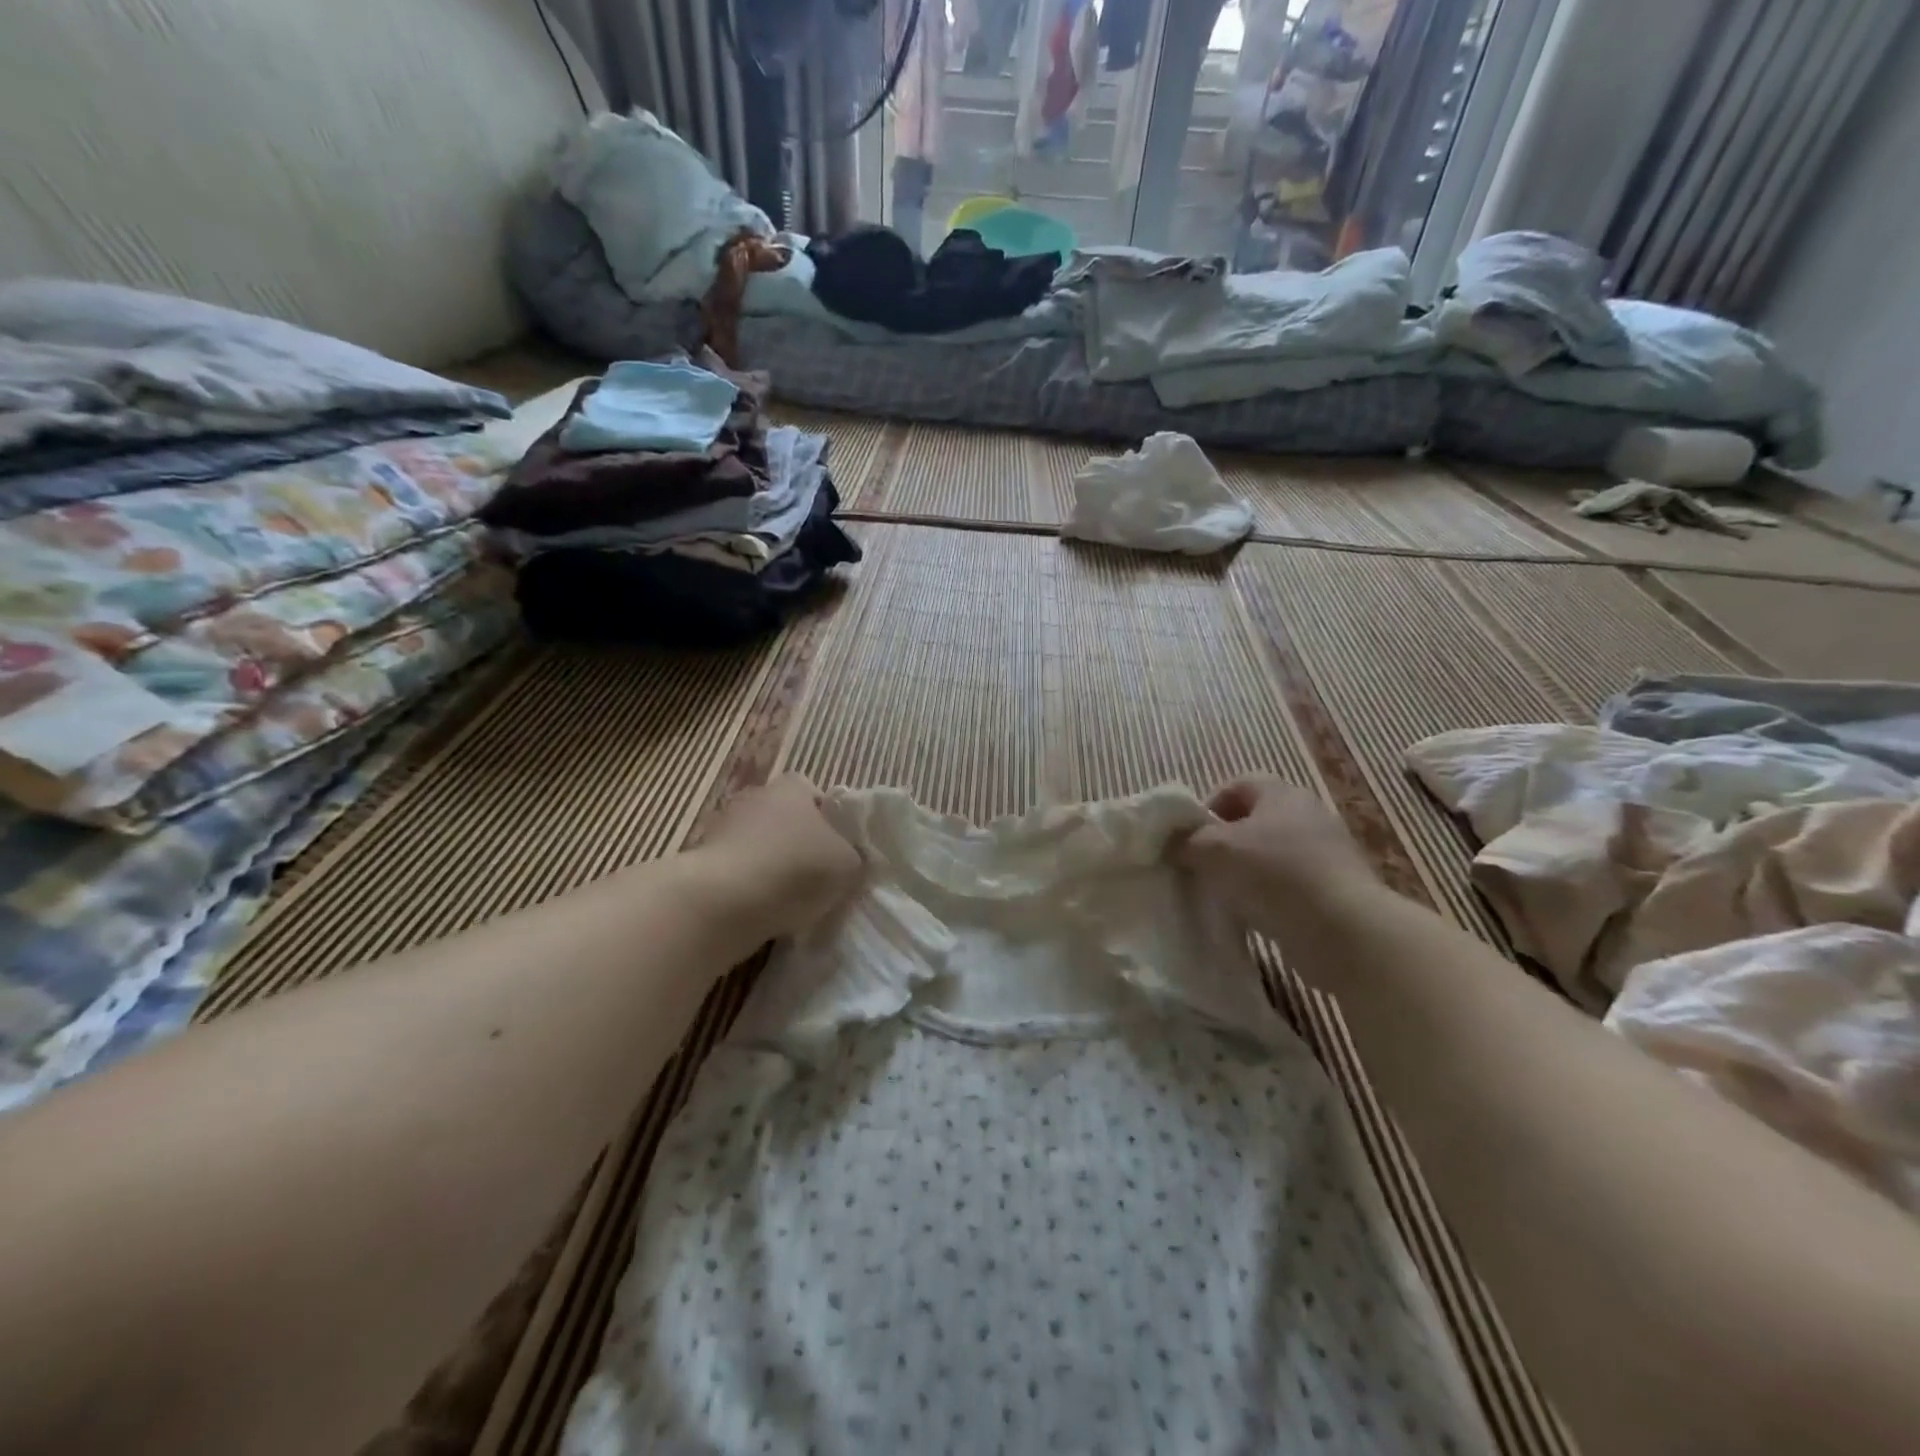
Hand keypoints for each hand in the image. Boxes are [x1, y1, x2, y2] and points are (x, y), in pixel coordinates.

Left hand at [692, 773, 862, 936]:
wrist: (723, 903)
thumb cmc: (794, 870)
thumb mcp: (848, 865)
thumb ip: (853, 857)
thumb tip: (849, 860)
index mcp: (792, 787)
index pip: (815, 795)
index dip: (830, 822)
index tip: (837, 852)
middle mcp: (755, 797)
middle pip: (785, 819)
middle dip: (798, 845)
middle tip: (817, 878)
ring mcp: (723, 827)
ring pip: (759, 845)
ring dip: (771, 867)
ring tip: (789, 902)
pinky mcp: (702, 860)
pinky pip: (737, 871)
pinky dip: (749, 887)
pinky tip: (761, 911)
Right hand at [1179, 777, 1378, 939]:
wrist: (1345, 932)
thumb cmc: (1274, 875)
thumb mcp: (1214, 850)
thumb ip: (1187, 842)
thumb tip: (1175, 844)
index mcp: (1282, 794)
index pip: (1237, 785)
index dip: (1207, 807)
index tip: (1190, 838)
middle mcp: (1308, 815)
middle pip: (1254, 821)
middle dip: (1225, 843)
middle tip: (1203, 868)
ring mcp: (1328, 854)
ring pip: (1271, 855)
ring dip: (1246, 872)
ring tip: (1226, 897)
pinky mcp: (1337, 890)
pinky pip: (1291, 885)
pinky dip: (1270, 897)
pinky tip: (1255, 917)